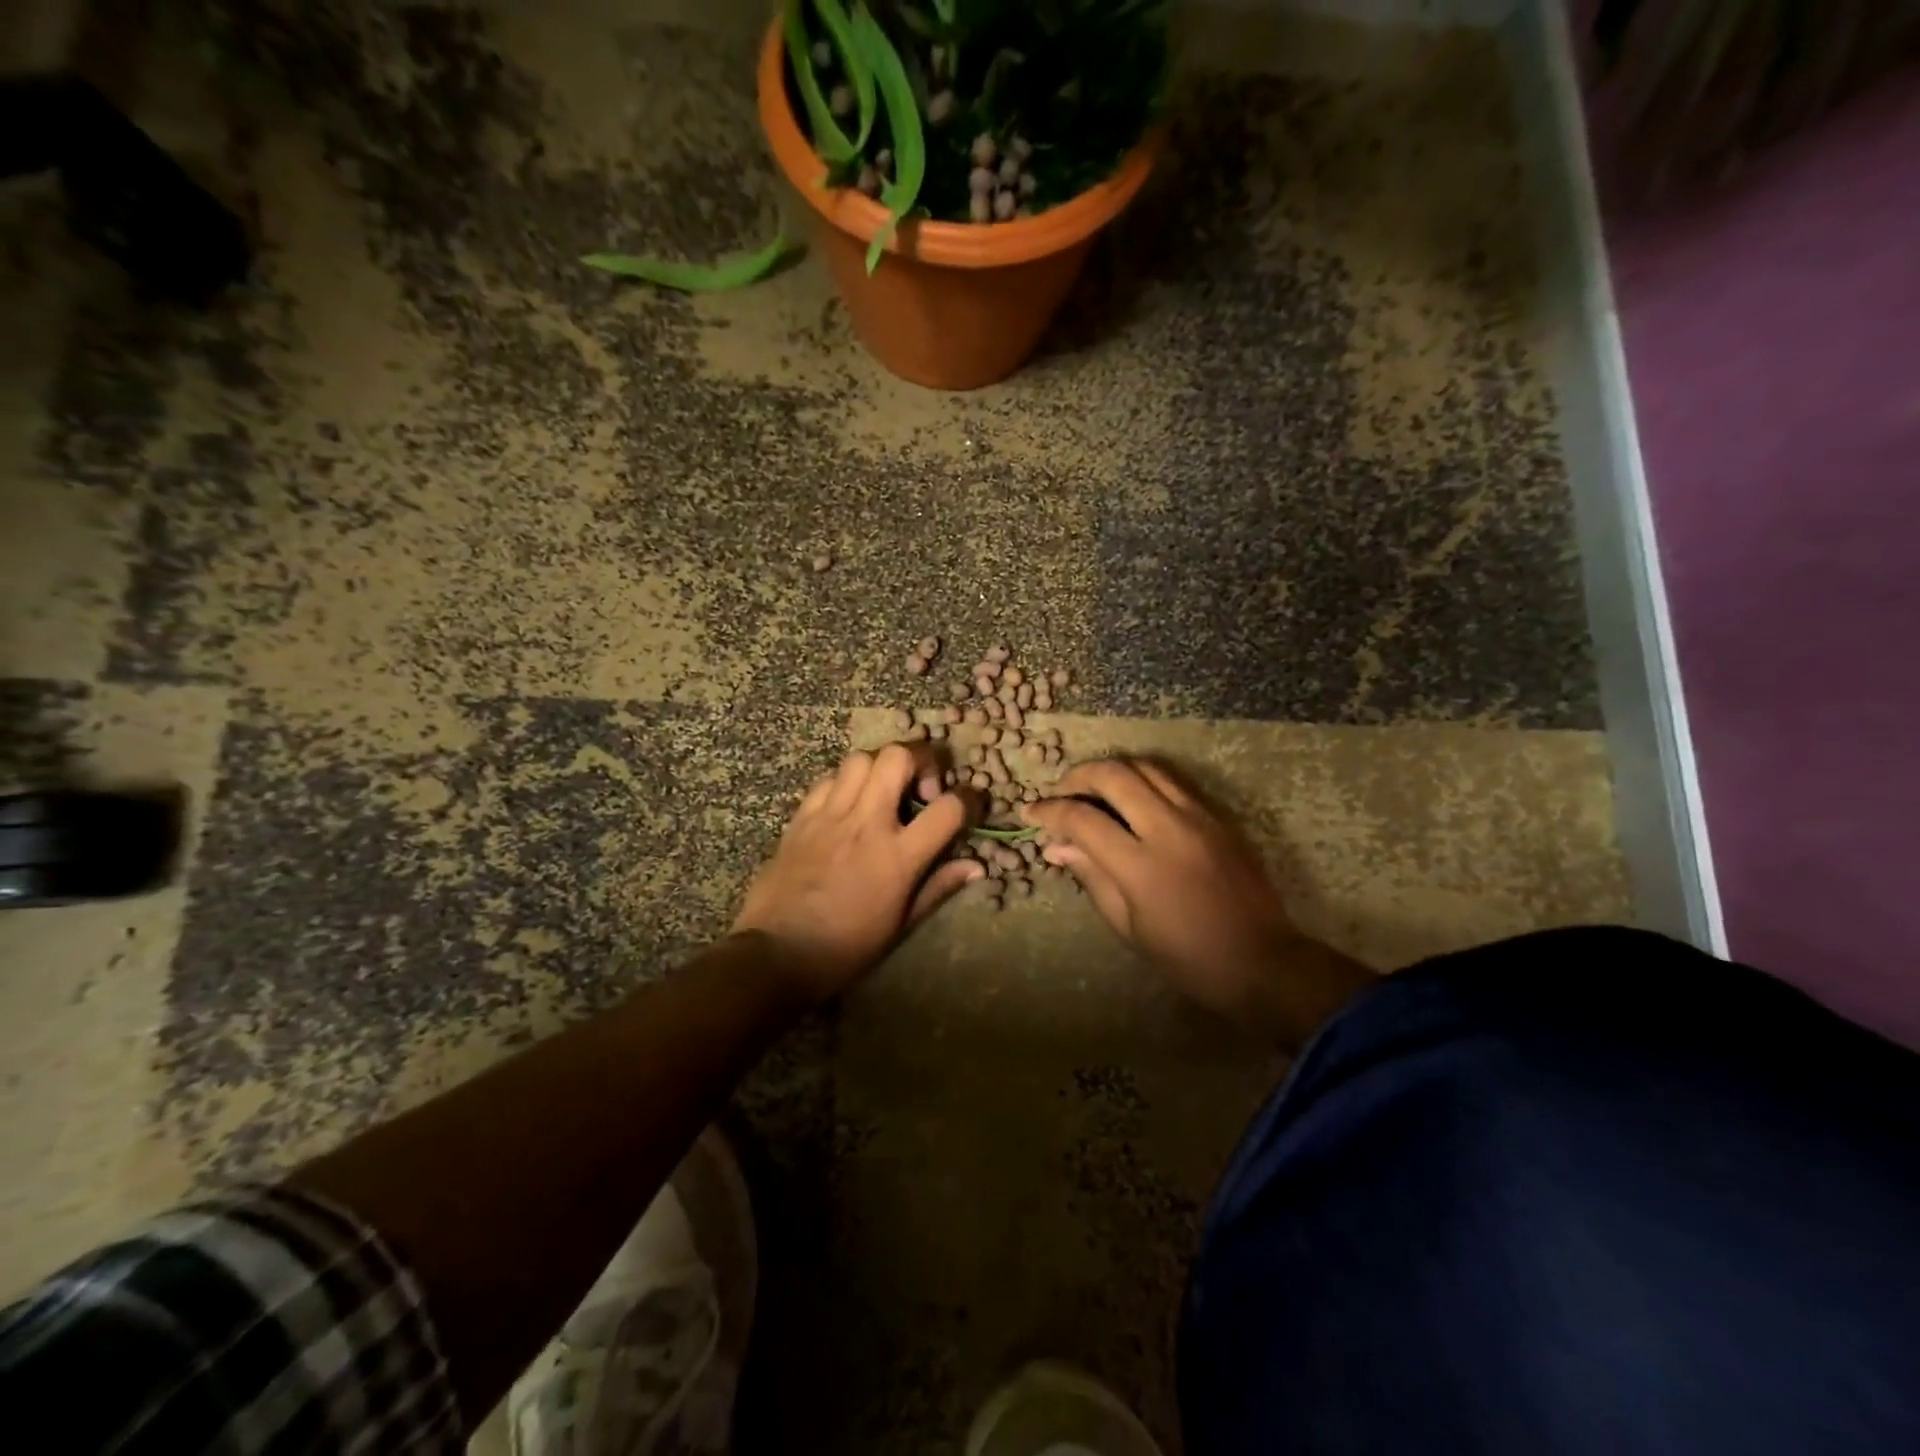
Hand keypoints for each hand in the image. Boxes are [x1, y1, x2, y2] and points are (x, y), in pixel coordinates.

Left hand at [734, 743, 981, 1003]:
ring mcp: (830, 815)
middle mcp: (866, 823)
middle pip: (898, 757)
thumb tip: (976, 867)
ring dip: (882, 767)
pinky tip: (849, 806)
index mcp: (897, 856)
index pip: (948, 808)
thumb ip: (939, 887)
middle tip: (923, 787)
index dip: (969, 799)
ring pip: (861, 758)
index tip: (969, 805)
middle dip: (921, 759)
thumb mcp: (901, 924)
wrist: (777, 954)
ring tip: (886, 792)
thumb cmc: (846, 947)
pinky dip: (846, 783)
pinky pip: (828, 779)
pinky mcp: (801, 817)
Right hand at [1023, 758, 1368, 1039]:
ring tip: (1092, 789)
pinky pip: (1173, 781)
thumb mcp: (1129, 926)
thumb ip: (1092, 876)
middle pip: (1114, 775)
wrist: (1264, 963)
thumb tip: (1057, 846)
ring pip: (1146, 767)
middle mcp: (1170, 828)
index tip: (1031, 812)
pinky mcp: (1219, 817)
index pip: (1083, 818)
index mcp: (1142, 865)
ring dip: (1112, 771)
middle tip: (1060, 792)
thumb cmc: (1188, 958)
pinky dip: (1143, 779)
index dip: (1050, 811)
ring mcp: (1200, 817)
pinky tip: (1132, 798)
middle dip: (1077, 776)